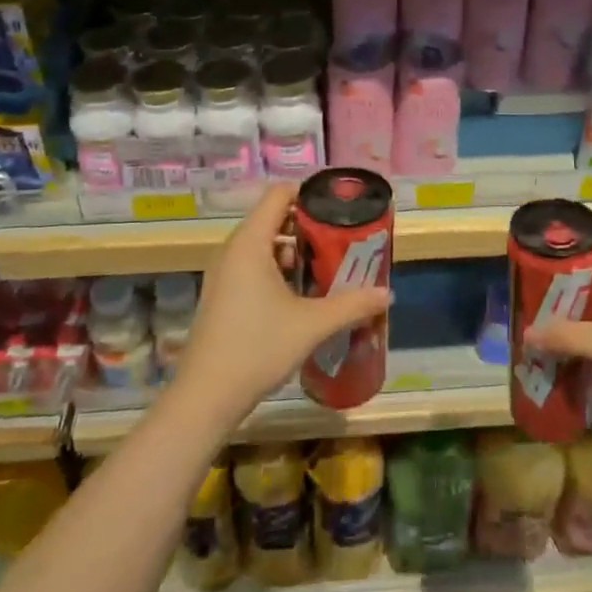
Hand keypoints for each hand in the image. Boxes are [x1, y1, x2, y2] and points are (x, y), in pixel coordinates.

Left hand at [171, 183, 391, 425]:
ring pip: (264, 245)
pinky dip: (278, 270)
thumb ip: (352, 304)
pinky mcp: (221, 295)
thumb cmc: (258, 348)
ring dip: (295, 251)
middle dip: (309, 226)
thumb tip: (386, 293)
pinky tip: (302, 295)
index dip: (310, 194)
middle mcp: (232, 249)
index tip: (339, 208)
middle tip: (341, 240)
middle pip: (273, 218)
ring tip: (327, 268)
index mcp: (250, 242)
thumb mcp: (312, 324)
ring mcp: (223, 273)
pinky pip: (253, 265)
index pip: (279, 194)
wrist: (205, 398)